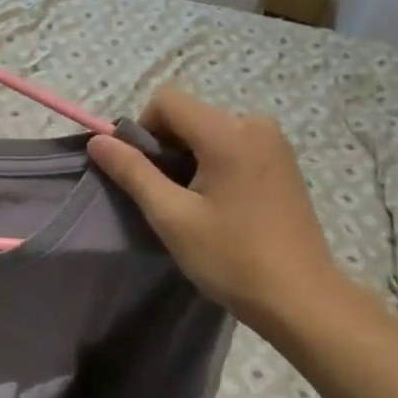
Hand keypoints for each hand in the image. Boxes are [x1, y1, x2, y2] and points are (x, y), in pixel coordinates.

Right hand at [88, 88, 349, 331]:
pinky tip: (218, 206)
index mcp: (229, 132)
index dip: (142, 131)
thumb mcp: (172, 217)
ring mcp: (274, 143)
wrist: (300, 297)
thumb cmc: (231, 258)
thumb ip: (133, 172)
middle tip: (166, 199)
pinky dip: (213, 166)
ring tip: (192, 207)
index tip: (142, 175)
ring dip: (189, 160)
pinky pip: (233, 146)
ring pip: (210, 132)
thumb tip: (98, 141)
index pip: (167, 100)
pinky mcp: (283, 162)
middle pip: (189, 115)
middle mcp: (255, 124)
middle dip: (166, 148)